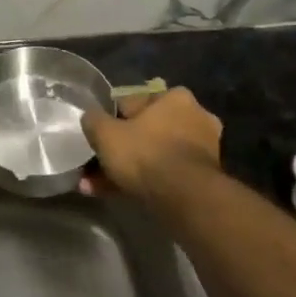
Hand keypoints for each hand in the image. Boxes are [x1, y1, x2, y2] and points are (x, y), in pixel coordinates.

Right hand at [79, 87, 222, 198]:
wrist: (186, 198)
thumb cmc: (145, 153)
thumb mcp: (106, 133)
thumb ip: (94, 120)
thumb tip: (91, 117)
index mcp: (176, 98)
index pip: (135, 102)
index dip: (112, 119)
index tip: (98, 136)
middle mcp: (195, 118)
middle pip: (146, 132)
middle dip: (119, 150)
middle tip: (96, 165)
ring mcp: (202, 149)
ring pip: (153, 156)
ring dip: (126, 169)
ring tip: (96, 187)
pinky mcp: (204, 178)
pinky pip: (164, 174)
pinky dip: (142, 182)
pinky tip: (115, 195)